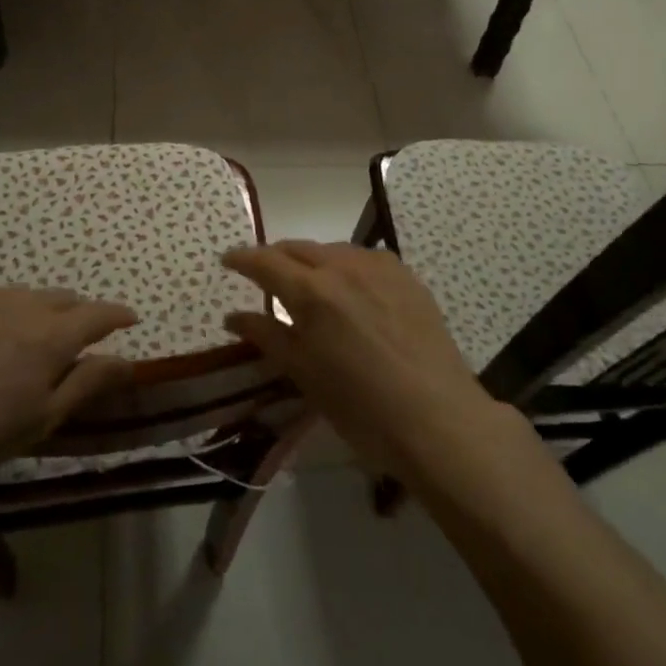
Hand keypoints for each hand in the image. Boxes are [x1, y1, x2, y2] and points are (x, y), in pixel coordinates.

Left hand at [0, 288, 136, 495]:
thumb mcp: (41, 419)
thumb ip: (87, 383)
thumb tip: (127, 361)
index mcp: (51, 336)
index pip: (98, 315)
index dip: (119, 315)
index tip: (131, 320)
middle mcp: (22, 306)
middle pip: (65, 299)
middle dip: (82, 312)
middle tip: (84, 336)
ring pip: (29, 295)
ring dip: (45, 309)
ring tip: (38, 335)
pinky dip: (10, 310)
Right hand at [222, 241, 503, 477]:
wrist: (437, 417)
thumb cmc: (361, 406)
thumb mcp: (304, 374)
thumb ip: (267, 336)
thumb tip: (232, 316)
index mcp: (313, 292)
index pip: (266, 262)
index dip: (242, 258)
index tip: (227, 260)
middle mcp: (344, 267)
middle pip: (298, 248)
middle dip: (275, 257)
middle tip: (262, 274)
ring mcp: (380, 268)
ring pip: (333, 250)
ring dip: (312, 260)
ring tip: (307, 285)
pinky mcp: (407, 276)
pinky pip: (364, 259)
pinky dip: (345, 267)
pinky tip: (350, 290)